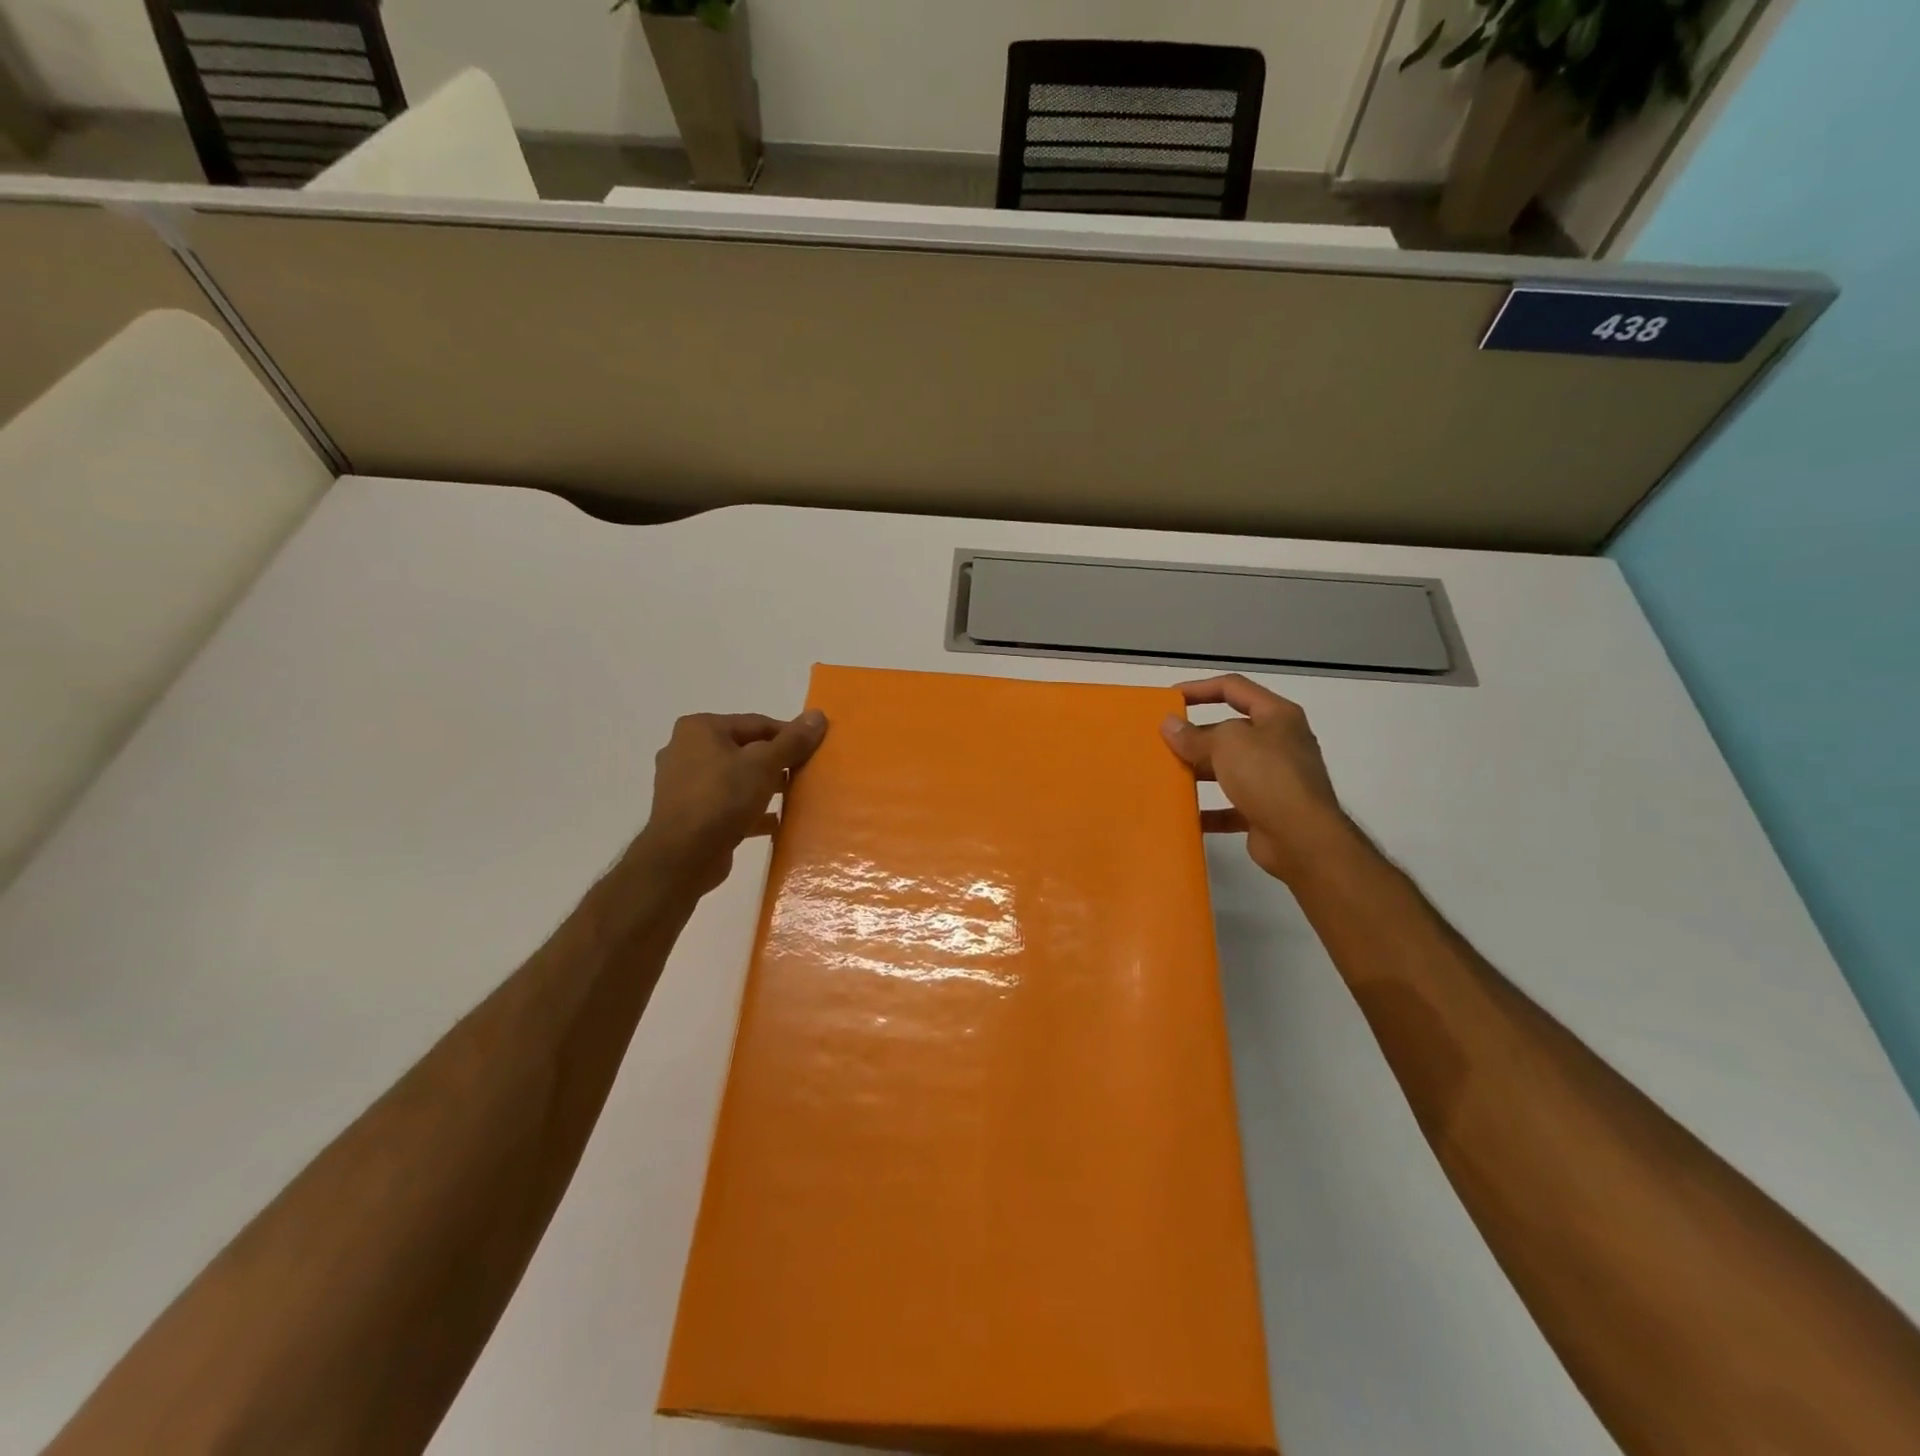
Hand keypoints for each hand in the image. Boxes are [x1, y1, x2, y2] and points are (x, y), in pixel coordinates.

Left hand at [635, 710, 827, 895]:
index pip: (757, 724)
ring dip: (764, 787)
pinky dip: (750, 810)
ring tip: (794, 797)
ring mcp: (684, 784)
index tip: (814, 751)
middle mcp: (686, 750)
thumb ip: (792, 741)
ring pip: (736, 778)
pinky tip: (774, 822)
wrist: (683, 856)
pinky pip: (727, 804)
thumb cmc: (722, 798)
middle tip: (805, 775)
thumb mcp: (764, 764)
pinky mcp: (689, 813)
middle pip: (745, 750)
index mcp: (700, 729)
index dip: (789, 736)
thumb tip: (818, 715)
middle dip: (777, 763)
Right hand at [1161, 675, 1353, 884]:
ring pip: (1230, 768)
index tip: (1170, 700)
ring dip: (1200, 771)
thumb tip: (1169, 725)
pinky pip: (1232, 806)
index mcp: (1277, 716)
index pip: (1233, 688)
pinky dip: (1210, 810)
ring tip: (1168, 775)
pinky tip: (1186, 814)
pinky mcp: (1268, 811)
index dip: (1199, 688)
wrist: (1302, 838)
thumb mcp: (1226, 745)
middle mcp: (1280, 743)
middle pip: (1231, 730)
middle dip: (1196, 735)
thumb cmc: (1268, 776)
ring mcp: (1276, 779)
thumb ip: (1194, 735)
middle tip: (1163, 741)